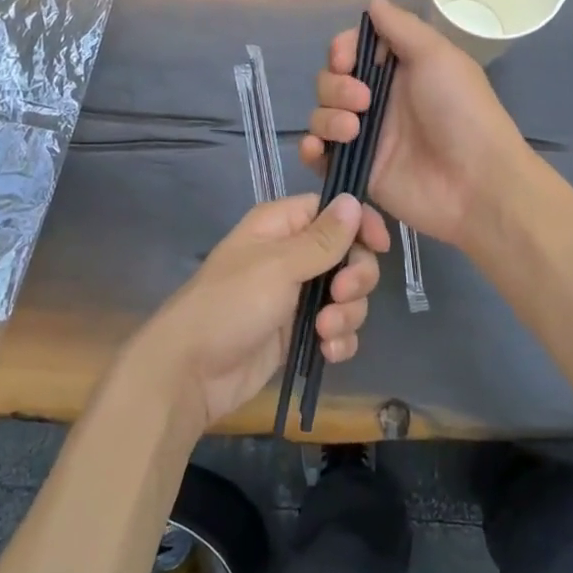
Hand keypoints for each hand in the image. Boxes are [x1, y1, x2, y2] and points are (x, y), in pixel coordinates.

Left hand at [135, 193, 384, 428]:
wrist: (192, 372)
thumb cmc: (231, 304)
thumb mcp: (278, 266)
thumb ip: (322, 238)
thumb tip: (353, 200)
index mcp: (281, 226)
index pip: (333, 211)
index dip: (360, 225)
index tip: (380, 246)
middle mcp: (292, 256)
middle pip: (348, 254)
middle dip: (355, 277)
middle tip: (341, 294)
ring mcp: (297, 297)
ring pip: (347, 295)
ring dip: (347, 314)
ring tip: (324, 331)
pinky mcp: (299, 333)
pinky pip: (337, 329)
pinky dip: (339, 340)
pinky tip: (326, 352)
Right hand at [299, 0, 526, 250]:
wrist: (475, 182)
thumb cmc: (461, 111)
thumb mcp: (437, 56)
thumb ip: (401, 28)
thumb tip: (373, 2)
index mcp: (399, 71)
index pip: (353, 51)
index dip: (342, 51)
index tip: (346, 59)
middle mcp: (379, 101)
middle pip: (331, 81)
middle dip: (335, 85)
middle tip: (363, 100)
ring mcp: (367, 137)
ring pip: (322, 114)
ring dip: (327, 116)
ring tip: (353, 131)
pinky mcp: (357, 170)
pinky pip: (320, 154)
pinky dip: (311, 148)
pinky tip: (318, 148)